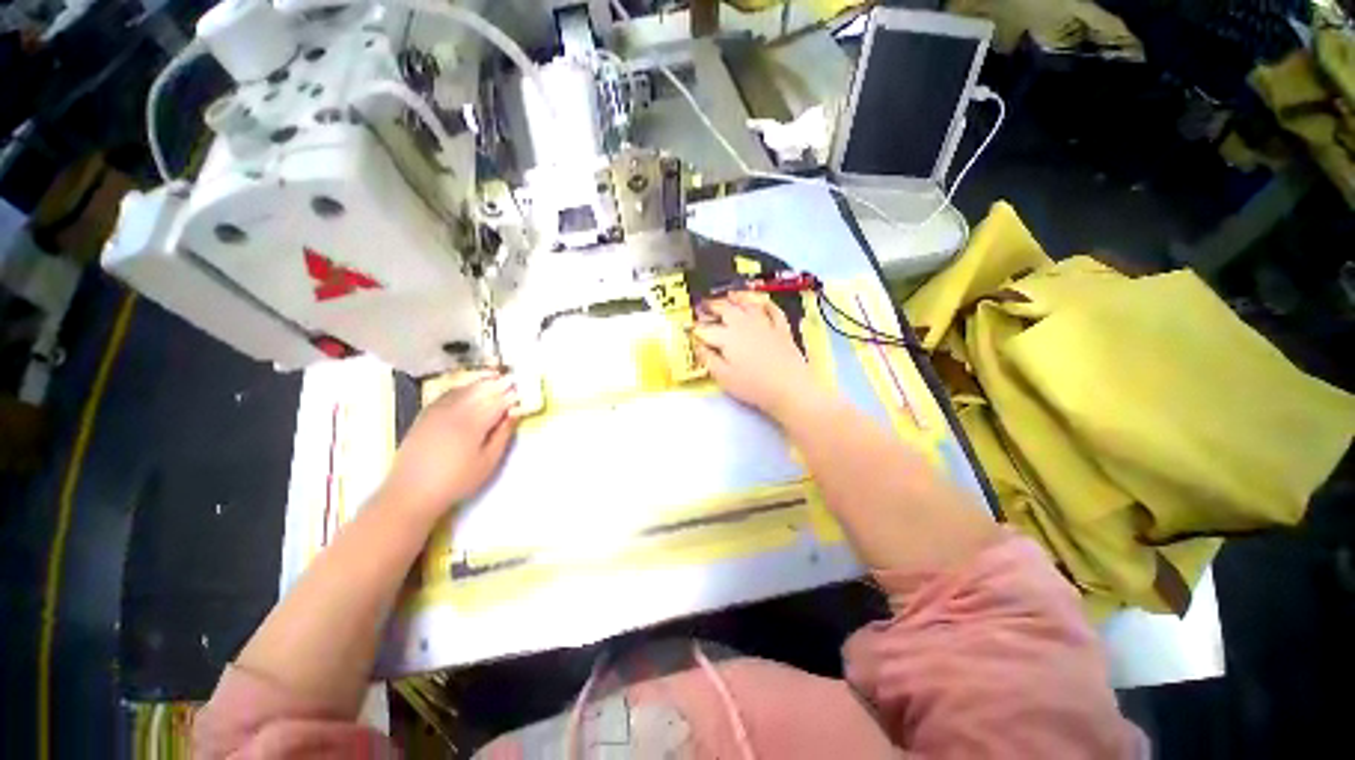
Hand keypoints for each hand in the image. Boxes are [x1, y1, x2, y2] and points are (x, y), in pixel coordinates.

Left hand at [379, 372, 517, 523]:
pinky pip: (447, 394)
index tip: (521, 390)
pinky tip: (468, 390)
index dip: (511, 394)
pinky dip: (462, 388)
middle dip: (497, 384)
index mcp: (473, 423)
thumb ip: (502, 435)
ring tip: (494, 379)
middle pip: (481, 391)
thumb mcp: (487, 462)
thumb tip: (514, 414)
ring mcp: (437, 411)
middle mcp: (455, 411)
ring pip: (464, 389)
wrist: (411, 492)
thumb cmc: (456, 481)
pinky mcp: (425, 415)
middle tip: (511, 380)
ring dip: (481, 383)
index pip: (497, 401)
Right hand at [693, 292, 818, 419]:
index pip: (707, 329)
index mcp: (727, 336)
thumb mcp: (723, 377)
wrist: (789, 388)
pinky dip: (767, 304)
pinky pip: (774, 311)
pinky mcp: (782, 329)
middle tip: (704, 304)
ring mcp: (765, 324)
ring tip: (729, 294)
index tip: (689, 326)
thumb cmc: (752, 385)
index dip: (697, 327)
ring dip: (737, 298)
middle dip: (712, 306)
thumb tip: (697, 345)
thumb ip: (708, 359)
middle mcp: (744, 324)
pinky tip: (763, 302)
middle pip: (725, 310)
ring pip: (748, 305)